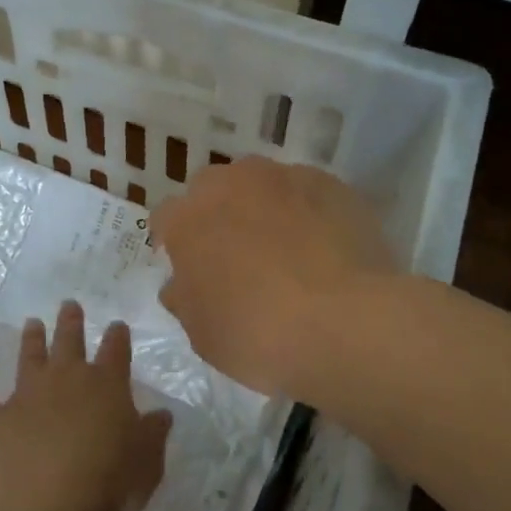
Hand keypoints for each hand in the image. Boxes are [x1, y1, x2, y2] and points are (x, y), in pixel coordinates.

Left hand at [0, 300, 171, 510]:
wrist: (48, 506)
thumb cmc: (110, 481)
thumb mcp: (148, 460)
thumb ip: (153, 433)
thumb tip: (161, 414)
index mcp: (106, 383)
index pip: (115, 349)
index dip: (117, 336)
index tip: (117, 326)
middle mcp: (66, 378)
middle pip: (69, 340)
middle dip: (70, 321)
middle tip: (69, 304)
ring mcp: (27, 396)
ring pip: (29, 357)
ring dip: (31, 339)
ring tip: (31, 323)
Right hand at [150, 156, 393, 397]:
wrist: (345, 321)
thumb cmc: (258, 334)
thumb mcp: (202, 333)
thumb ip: (184, 298)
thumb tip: (181, 283)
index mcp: (188, 218)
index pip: (166, 218)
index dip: (176, 242)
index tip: (191, 269)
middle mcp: (230, 183)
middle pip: (213, 189)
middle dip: (218, 215)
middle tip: (237, 257)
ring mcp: (283, 176)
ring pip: (261, 185)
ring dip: (264, 208)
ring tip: (287, 249)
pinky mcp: (329, 183)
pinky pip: (307, 193)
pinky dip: (307, 212)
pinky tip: (323, 247)